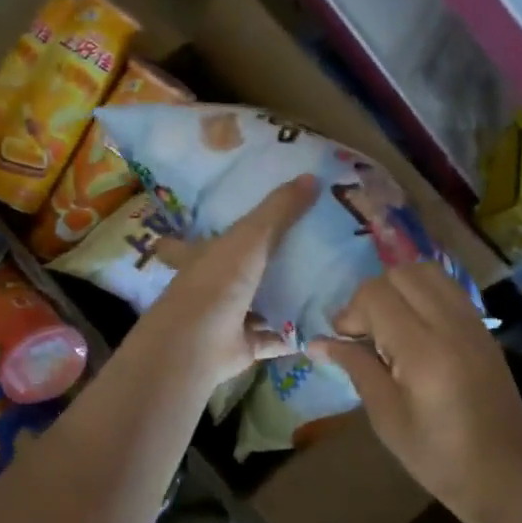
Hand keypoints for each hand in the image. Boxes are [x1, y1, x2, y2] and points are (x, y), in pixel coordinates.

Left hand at [135, 175, 320, 389]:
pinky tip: (323, 323)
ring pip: (259, 305)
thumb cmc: (217, 281)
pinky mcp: (244, 346)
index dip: (208, 231)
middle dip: (263, 264)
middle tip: (304, 249)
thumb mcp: (250, 236)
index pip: (197, 238)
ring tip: (324, 283)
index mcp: (203, 255)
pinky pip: (275, 338)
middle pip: (238, 272)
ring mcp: (227, 318)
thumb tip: (312, 176)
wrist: (198, 344)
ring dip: (284, 299)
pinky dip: (295, 334)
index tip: (227, 222)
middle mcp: (212, 286)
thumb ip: (279, 210)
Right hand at [313, 262, 521, 522]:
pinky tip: (416, 329)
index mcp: (422, 350)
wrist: (504, 476)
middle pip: (400, 274)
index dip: (350, 312)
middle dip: (372, 295)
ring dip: (399, 287)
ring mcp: (472, 323)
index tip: (344, 342)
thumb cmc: (437, 456)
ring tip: (389, 324)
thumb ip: (355, 367)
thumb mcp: (386, 416)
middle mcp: (450, 325)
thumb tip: (317, 342)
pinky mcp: (483, 330)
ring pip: (427, 272)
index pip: (376, 295)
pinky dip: (423, 294)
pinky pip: (448, 289)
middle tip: (365, 332)